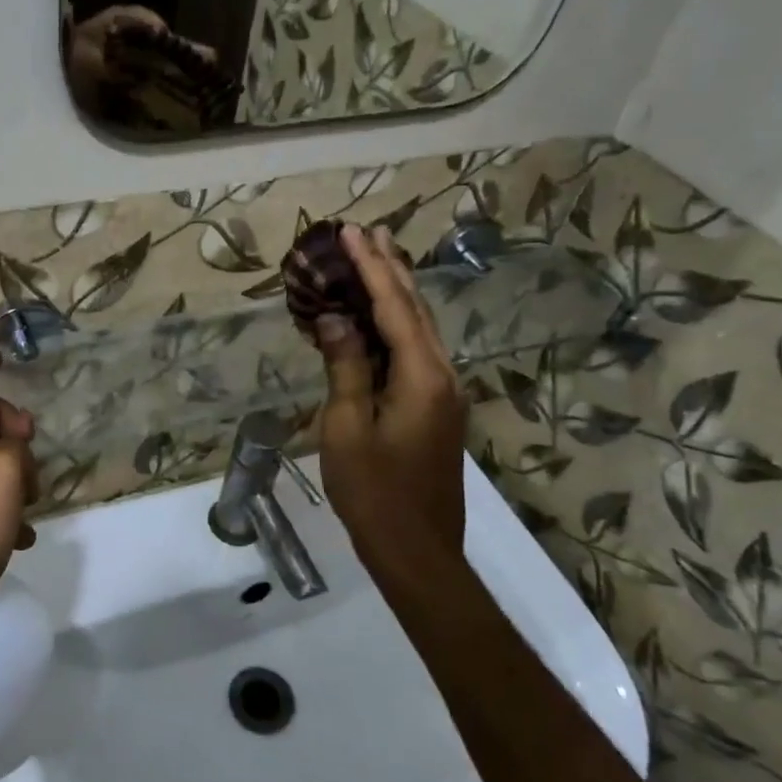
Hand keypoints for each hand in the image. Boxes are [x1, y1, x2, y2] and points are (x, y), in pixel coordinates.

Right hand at [311, 224, 468, 594]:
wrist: (417, 550)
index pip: (394, 306)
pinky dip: (395, 327)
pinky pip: (416, 353)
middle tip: (368, 233)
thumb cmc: (373, 492)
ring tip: (376, 261)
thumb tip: (336, 318)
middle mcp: (442, 375)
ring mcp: (445, 394)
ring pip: (420, 330)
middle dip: (390, 269)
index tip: (352, 231)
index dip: (371, 267)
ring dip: (396, 294)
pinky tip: (378, 321)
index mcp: (422, 376)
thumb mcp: (346, 428)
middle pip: (416, 309)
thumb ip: (345, 367)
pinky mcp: (437, 410)